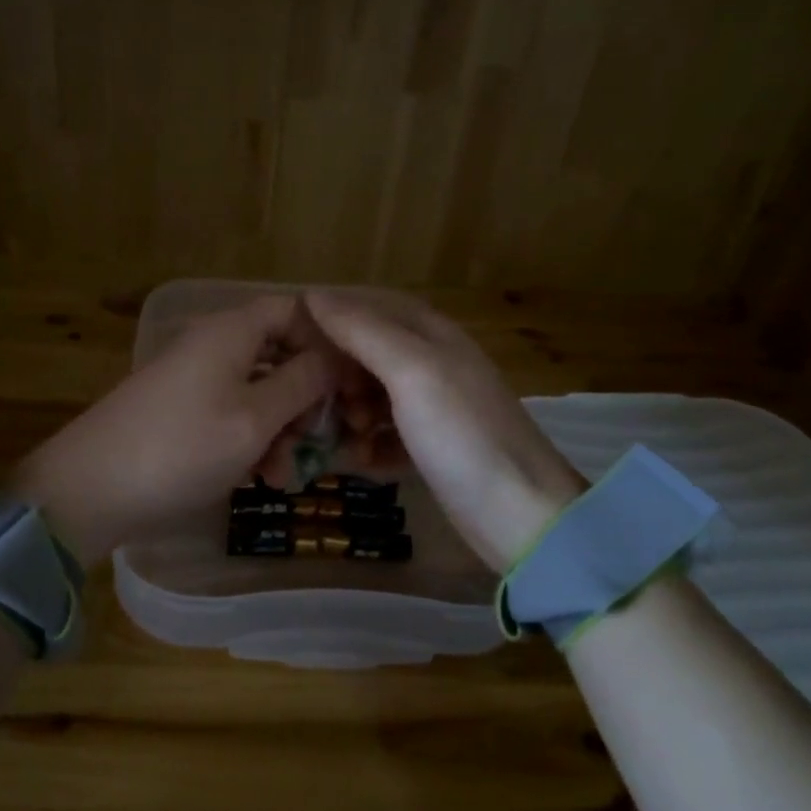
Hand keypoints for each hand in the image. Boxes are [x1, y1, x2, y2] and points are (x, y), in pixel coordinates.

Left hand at [13, 296, 335, 562]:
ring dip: (281, 432)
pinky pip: (231, 415)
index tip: (352, 386)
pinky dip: (251, 442)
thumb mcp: (254, 419)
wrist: (88, 490)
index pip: (295, 311)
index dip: (328, 343)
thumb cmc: (181, 448)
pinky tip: (258, 480)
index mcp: (232, 331)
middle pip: (280, 355)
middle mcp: (213, 345)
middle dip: (307, 402)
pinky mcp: (180, 412)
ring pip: (258, 392)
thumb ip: (301, 384)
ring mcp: (193, 380)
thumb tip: (334, 357)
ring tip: (282, 478)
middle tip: (318, 445)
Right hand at [303, 291, 587, 570]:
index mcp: (431, 334)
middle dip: (336, 372)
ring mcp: (434, 407)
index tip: (289, 341)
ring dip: (349, 410)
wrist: (521, 516)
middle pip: (366, 351)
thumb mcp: (411, 372)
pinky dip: (368, 444)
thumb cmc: (462, 435)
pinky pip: (385, 433)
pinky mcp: (432, 447)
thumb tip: (313, 295)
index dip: (329, 317)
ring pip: (372, 394)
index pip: (368, 305)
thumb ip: (363, 331)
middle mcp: (432, 363)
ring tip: (343, 434)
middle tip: (314, 399)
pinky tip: (361, 461)